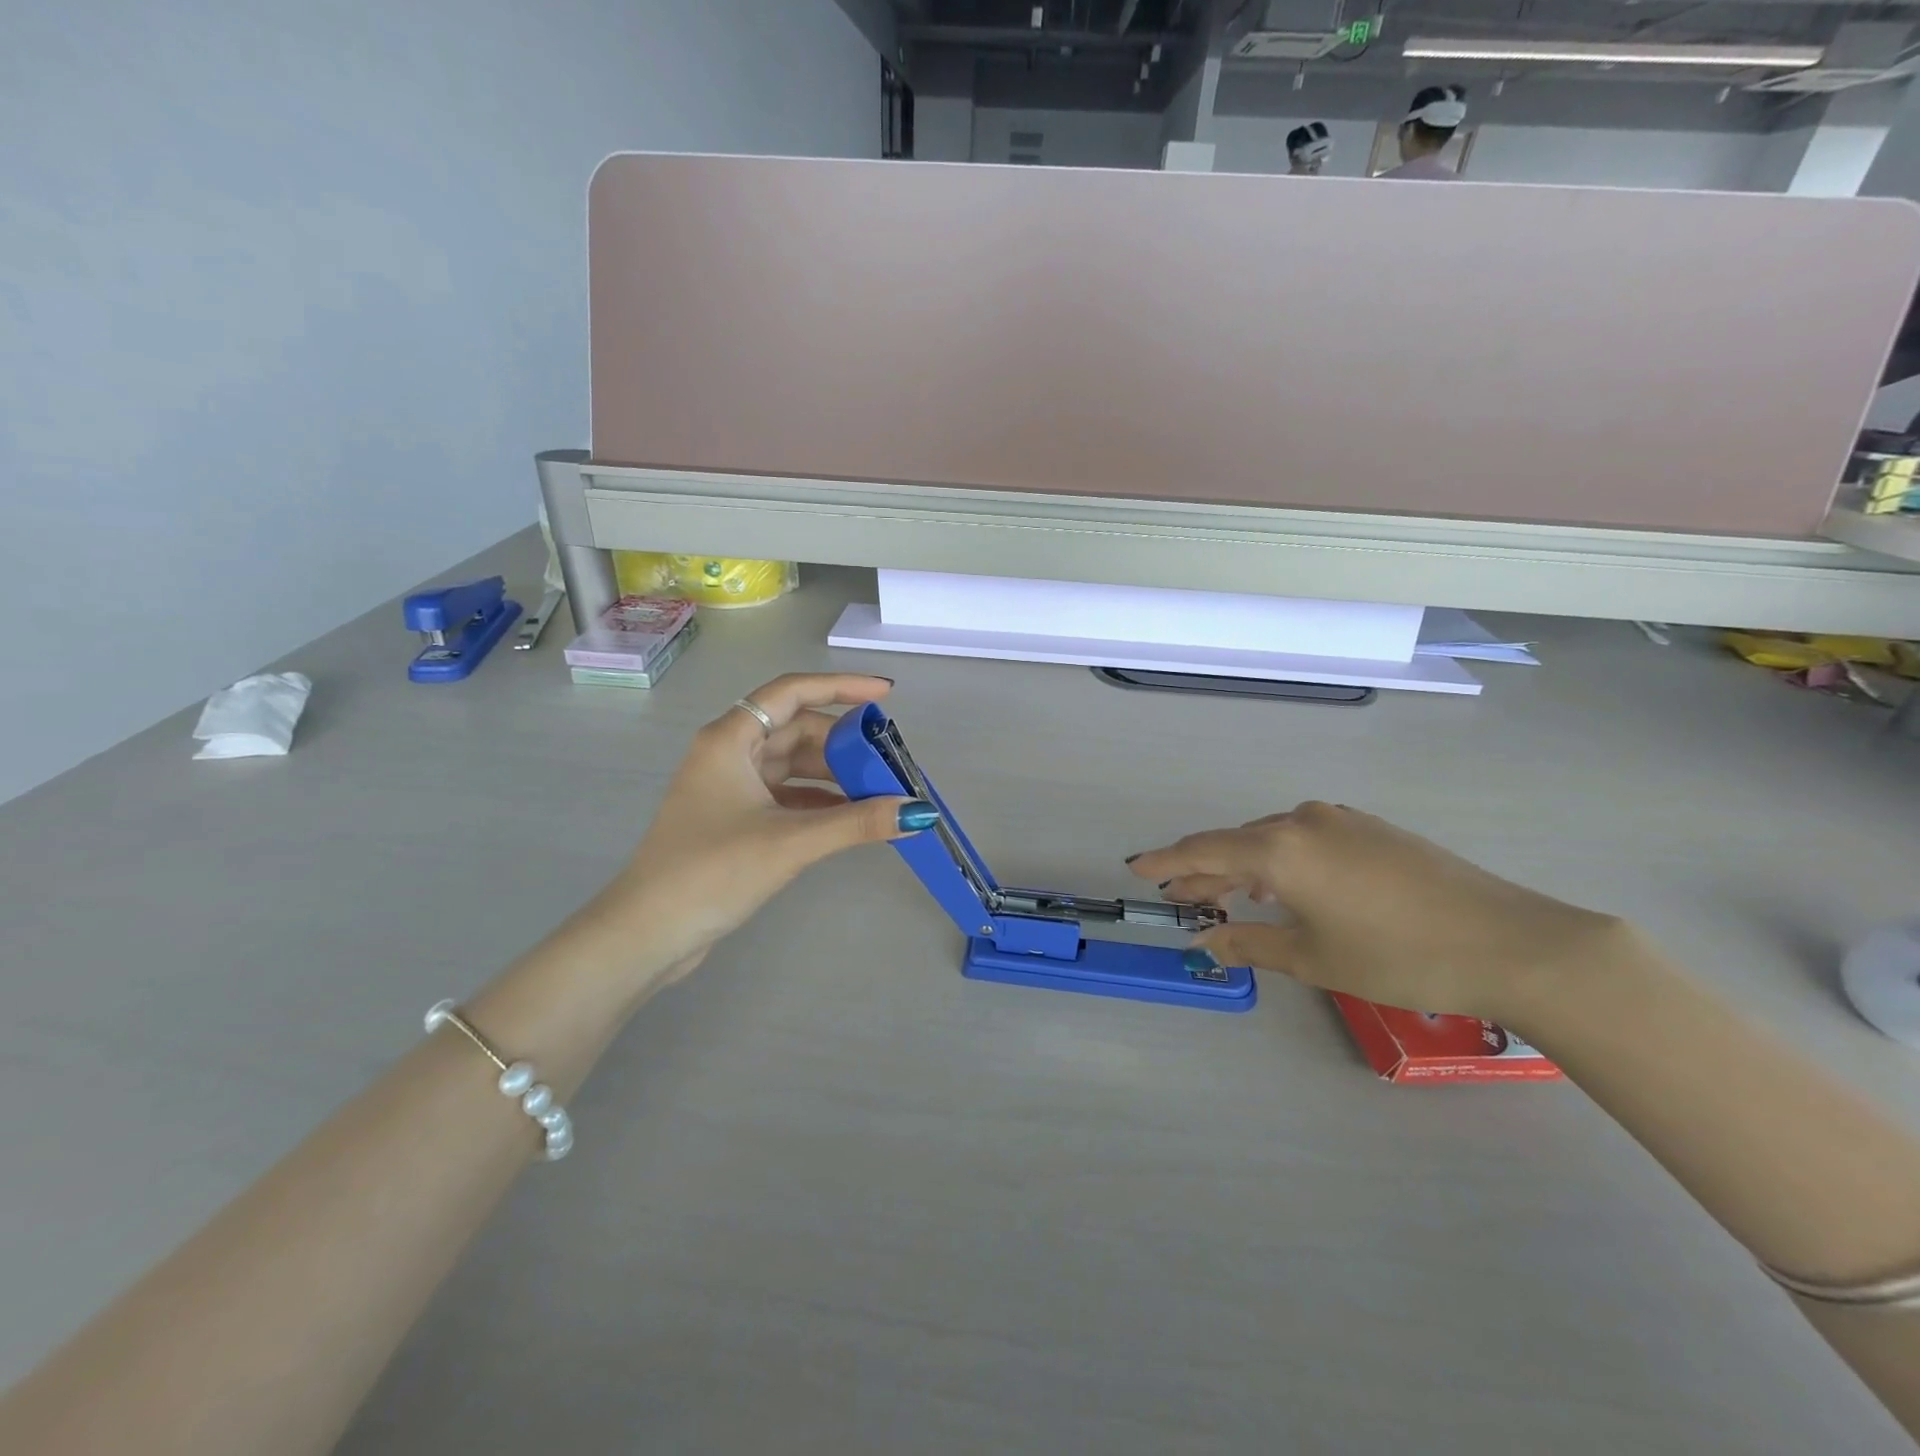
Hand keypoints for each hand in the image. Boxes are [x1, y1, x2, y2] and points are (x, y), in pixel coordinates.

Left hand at [584, 674, 932, 988]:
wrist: (648, 933)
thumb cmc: (711, 871)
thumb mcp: (790, 842)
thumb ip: (856, 822)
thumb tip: (918, 811)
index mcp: (730, 740)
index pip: (792, 692)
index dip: (841, 686)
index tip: (885, 695)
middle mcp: (729, 753)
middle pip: (796, 729)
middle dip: (844, 742)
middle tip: (889, 760)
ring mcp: (730, 788)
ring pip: (793, 765)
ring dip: (834, 774)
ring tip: (879, 789)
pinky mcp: (735, 819)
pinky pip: (787, 795)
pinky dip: (819, 801)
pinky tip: (850, 817)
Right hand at [1128, 802, 1622, 1020]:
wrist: (1510, 941)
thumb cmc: (1398, 956)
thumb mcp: (1312, 957)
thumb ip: (1249, 943)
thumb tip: (1206, 941)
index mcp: (1279, 848)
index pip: (1203, 850)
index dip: (1166, 862)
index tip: (1135, 868)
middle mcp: (1302, 821)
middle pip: (1235, 843)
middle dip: (1205, 872)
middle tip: (1182, 900)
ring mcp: (1340, 820)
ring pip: (1270, 839)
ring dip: (1243, 866)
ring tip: (1229, 897)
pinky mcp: (1370, 828)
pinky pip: (1303, 838)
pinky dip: (1279, 860)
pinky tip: (1284, 887)